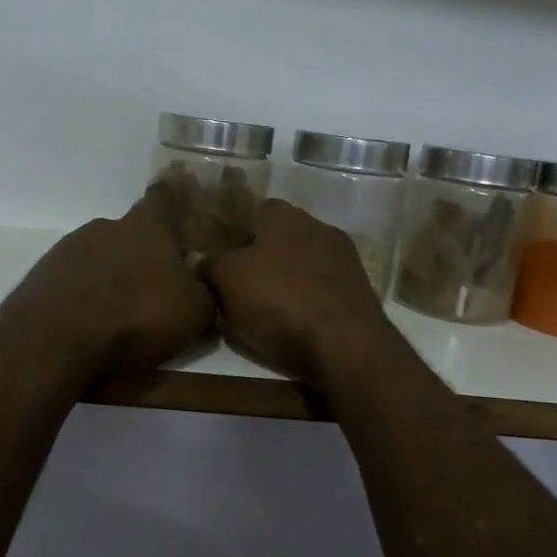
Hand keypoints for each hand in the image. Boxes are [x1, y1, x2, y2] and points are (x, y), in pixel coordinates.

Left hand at [0, 185, 216, 381]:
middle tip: (155, 284)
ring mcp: (67, 250)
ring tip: (120, 311)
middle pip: (129, 232)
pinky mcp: (41, 277)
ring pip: (99, 257)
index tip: (180, 206)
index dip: (173, 200)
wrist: (55, 342)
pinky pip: (72, 281)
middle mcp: (105, 227)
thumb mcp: (194, 311)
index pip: (163, 197)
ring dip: (110, 276)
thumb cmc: (136, 317)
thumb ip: (204, 289)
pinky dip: (83, 296)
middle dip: (141, 254)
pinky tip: (89, 323)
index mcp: (146, 226)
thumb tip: (202, 278)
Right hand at [202, 199, 398, 390]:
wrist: (346, 344)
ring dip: (289, 279)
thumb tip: (197, 256)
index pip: (255, 211)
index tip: (224, 259)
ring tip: (269, 309)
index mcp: (284, 216)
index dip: (237, 234)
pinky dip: (311, 299)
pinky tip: (300, 322)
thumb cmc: (279, 301)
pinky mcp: (360, 289)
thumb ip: (209, 263)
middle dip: (264, 258)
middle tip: (242, 286)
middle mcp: (318, 226)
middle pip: (281, 237)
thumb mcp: (227, 280)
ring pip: (304, 262)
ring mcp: (345, 258)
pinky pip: (324, 287)